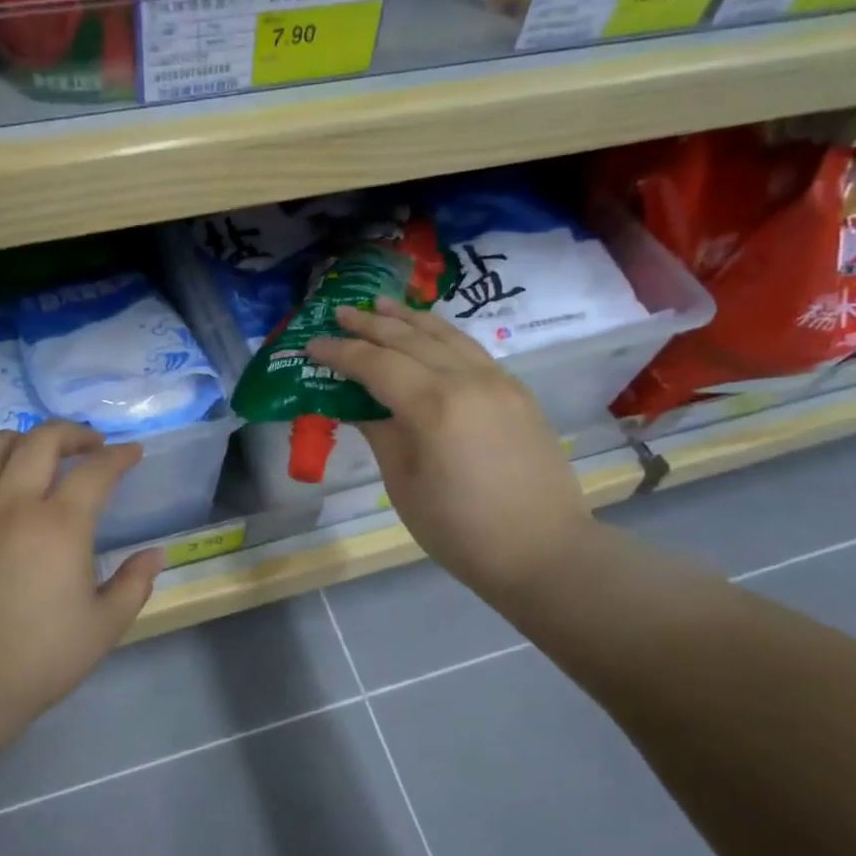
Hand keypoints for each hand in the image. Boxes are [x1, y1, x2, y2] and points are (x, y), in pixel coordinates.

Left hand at [0, 420, 161, 741]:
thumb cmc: (41, 656)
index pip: (96, 471)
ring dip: (22, 438)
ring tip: (37, 451)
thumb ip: (134, 583)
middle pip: (41, 441)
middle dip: (73, 433)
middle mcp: (13, 504)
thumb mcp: (105, 625)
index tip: (132, 453)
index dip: (119, 457)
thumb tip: (155, 555)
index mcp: (60, 525)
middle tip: (90, 445)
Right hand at [307, 297, 588, 611]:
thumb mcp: (405, 485)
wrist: (543, 550)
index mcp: (434, 405)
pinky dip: (443, 336)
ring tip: (384, 305)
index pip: (376, 364)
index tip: (312, 344)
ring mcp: (499, 382)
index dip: (341, 353)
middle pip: (411, 339)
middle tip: (341, 312)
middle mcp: (468, 380)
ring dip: (411, 318)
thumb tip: (357, 406)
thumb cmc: (460, 530)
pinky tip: (430, 336)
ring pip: (448, 335)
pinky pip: (472, 351)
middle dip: (372, 325)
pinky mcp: (517, 393)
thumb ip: (380, 433)